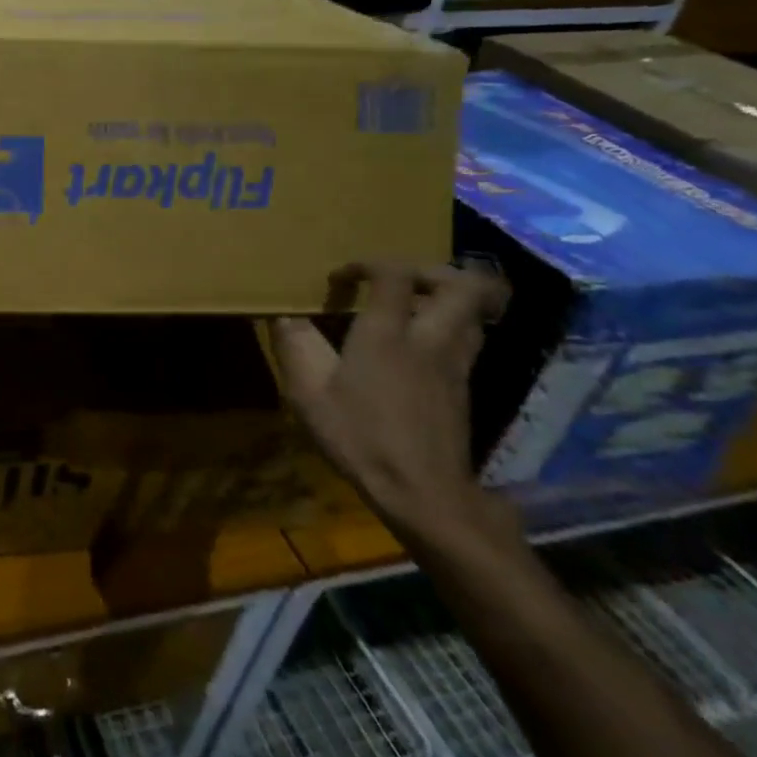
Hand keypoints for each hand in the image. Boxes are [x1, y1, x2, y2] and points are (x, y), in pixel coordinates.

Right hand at [272, 262, 514, 548]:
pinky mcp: (464, 387)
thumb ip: (296, 347)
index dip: (367, 264)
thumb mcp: (309, 393)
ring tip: (413, 307)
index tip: (341, 280)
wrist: (422, 492)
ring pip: (473, 312)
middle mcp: (430, 339)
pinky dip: (450, 327)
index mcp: (388, 334)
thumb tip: (283, 316)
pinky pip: (469, 339)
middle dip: (431, 271)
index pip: (394, 274)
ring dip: (448, 298)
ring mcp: (455, 364)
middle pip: (461, 284)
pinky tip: (419, 346)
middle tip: (399, 280)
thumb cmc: (360, 437)